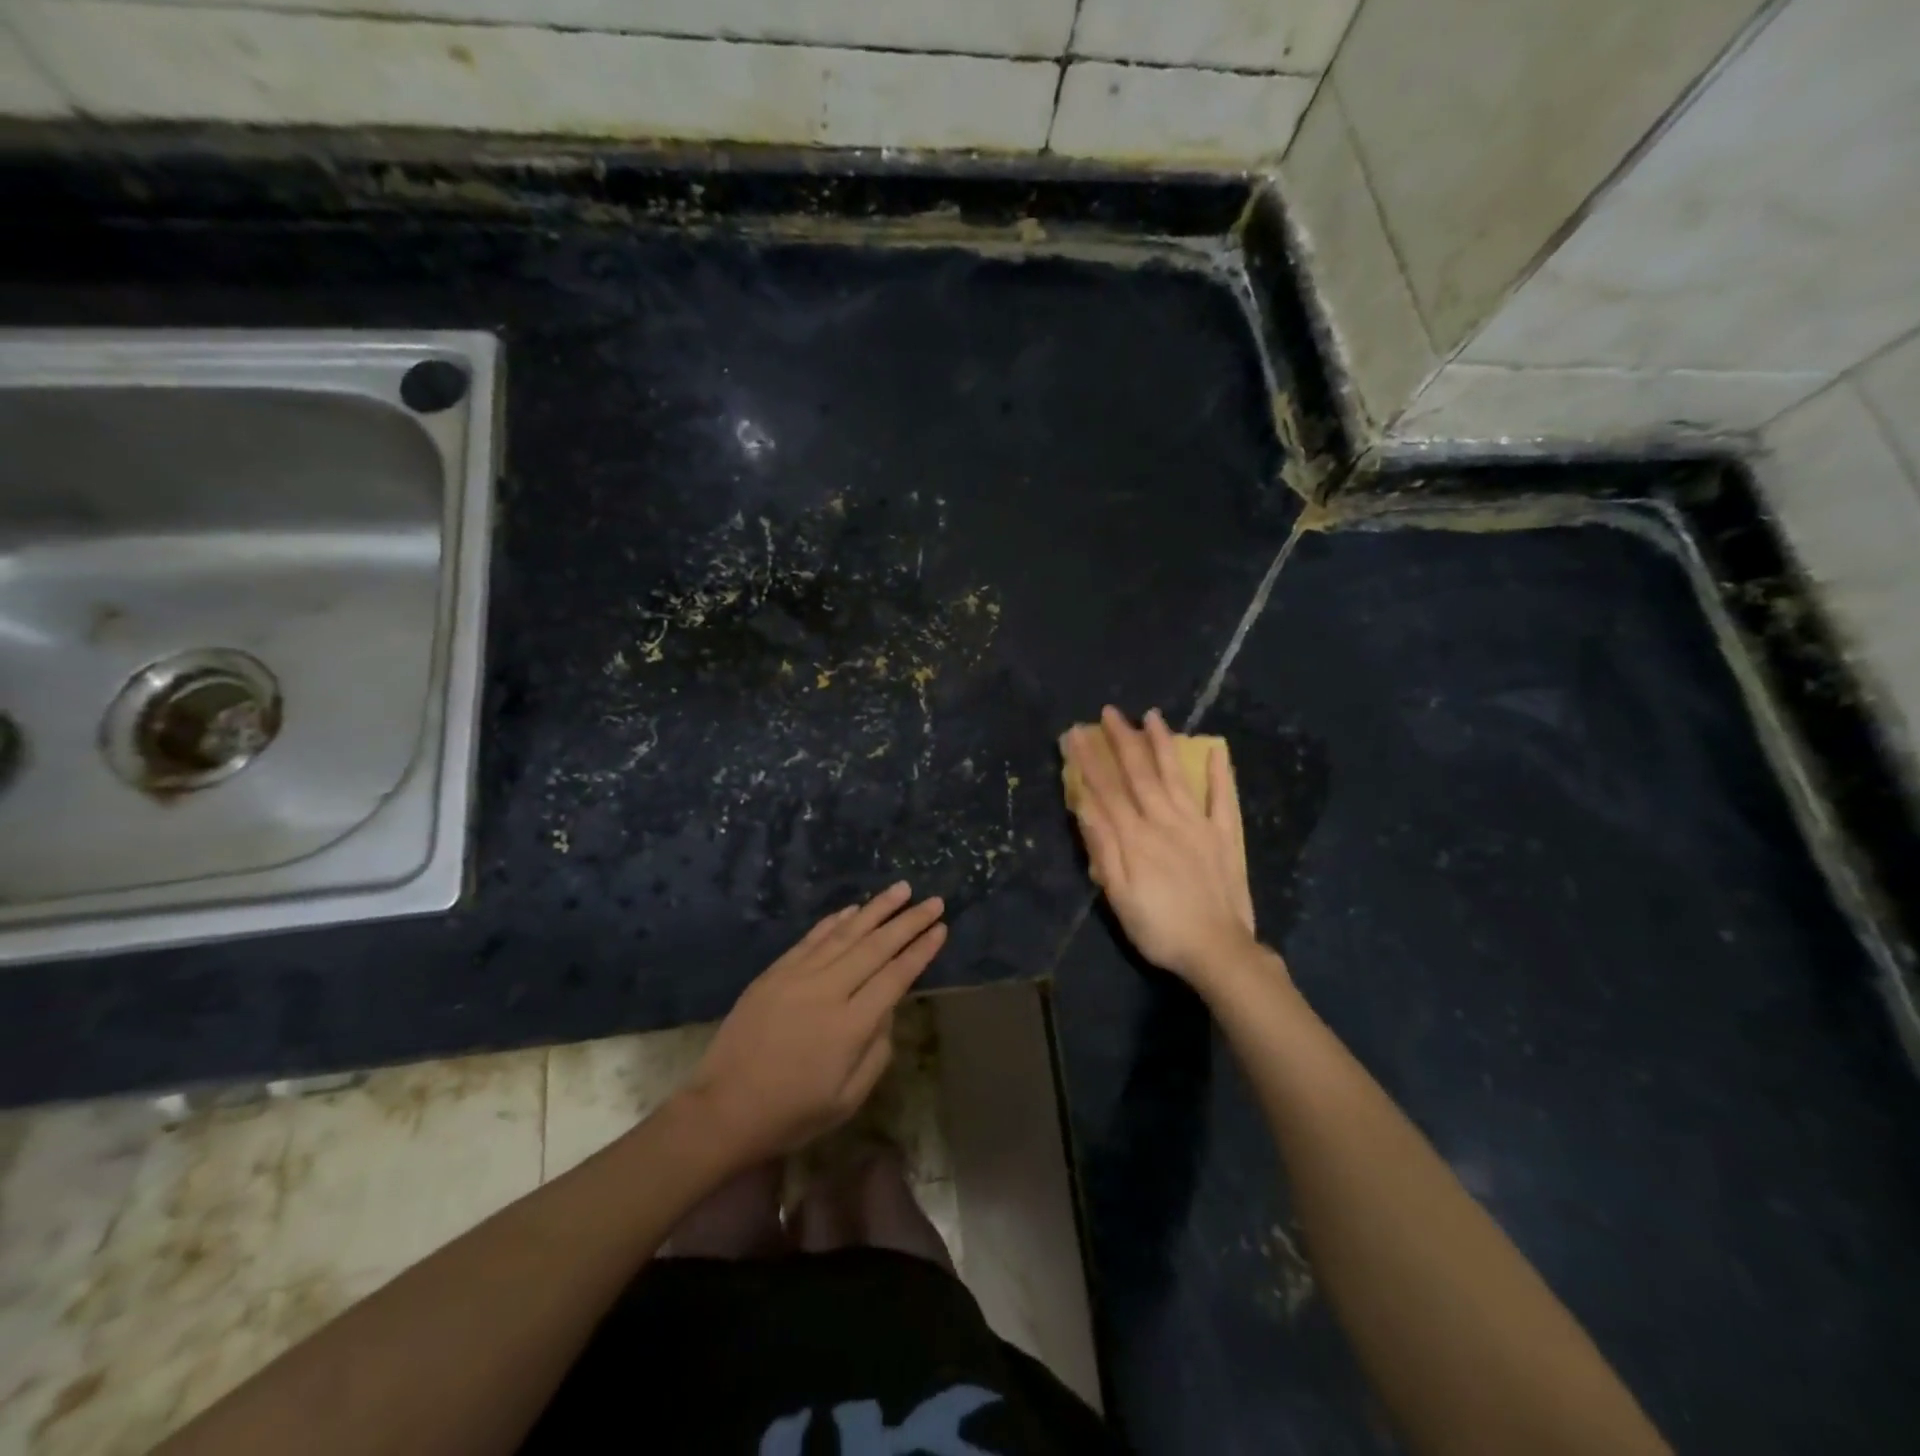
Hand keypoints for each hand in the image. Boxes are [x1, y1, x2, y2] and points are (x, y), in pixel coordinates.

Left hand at [680, 883, 946, 1164]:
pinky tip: (853, 908)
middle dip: (908, 921)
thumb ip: (877, 1052)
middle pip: (876, 947)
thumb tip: (888, 1010)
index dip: (920, 951)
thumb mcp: (847, 1100)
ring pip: (844, 934)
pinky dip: (835, 921)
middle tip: (933, 900)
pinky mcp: (774, 973)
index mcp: (850, 1026)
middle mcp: (827, 991)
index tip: (940, 928)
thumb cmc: (791, 1113)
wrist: (723, 1110)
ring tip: (901, 889)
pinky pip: (811, 939)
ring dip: (876, 909)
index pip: (895, 976)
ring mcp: (797, 977)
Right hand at [1063, 706, 1258, 988]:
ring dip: (1162, 744)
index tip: (1074, 734)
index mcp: (1136, 836)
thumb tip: (1085, 804)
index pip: (1106, 790)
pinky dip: (1219, 773)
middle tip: (1109, 712)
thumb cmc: (1158, 928)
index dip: (1088, 761)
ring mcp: (1198, 824)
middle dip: (1122, 740)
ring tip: (1152, 716)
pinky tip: (1215, 750)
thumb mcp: (1118, 895)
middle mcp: (1165, 820)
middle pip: (1140, 773)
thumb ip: (1103, 848)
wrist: (1217, 951)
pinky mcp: (1224, 835)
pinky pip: (1222, 798)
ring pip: (1176, 775)